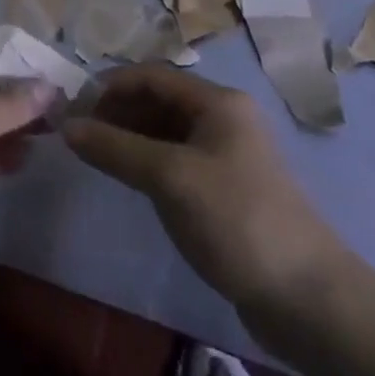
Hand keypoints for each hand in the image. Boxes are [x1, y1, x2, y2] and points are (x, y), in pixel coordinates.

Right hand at [62, 66, 344, 326]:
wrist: (309, 300)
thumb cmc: (237, 220)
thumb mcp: (170, 178)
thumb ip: (115, 148)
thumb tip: (65, 126)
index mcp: (218, 102)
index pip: (152, 76)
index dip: (111, 86)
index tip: (73, 108)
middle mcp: (224, 118)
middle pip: (159, 101)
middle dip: (118, 111)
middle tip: (79, 135)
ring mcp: (227, 155)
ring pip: (166, 132)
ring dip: (130, 137)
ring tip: (95, 156)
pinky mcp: (227, 190)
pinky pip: (177, 161)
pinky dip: (148, 162)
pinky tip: (128, 179)